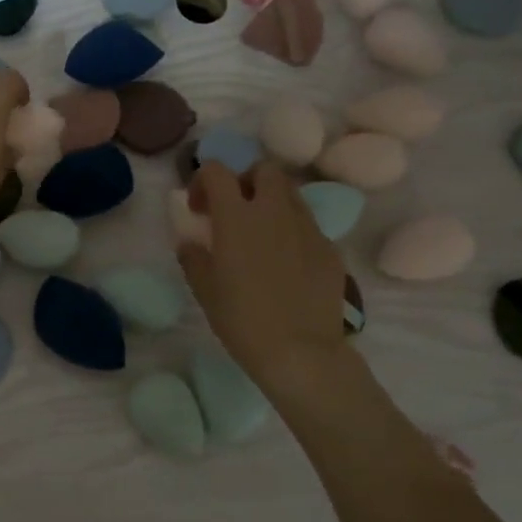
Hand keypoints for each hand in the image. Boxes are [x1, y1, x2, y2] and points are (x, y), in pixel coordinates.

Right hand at [178, 161, 348, 377]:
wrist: (301, 352)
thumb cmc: (242, 320)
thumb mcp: (204, 290)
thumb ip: (193, 257)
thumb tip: (191, 242)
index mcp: (236, 217)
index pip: (217, 171)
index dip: (203, 181)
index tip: (198, 209)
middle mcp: (274, 211)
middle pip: (264, 170)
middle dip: (246, 181)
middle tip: (235, 212)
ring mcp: (308, 228)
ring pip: (290, 194)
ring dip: (271, 203)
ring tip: (261, 236)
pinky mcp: (330, 248)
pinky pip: (308, 226)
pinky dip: (293, 232)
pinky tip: (286, 265)